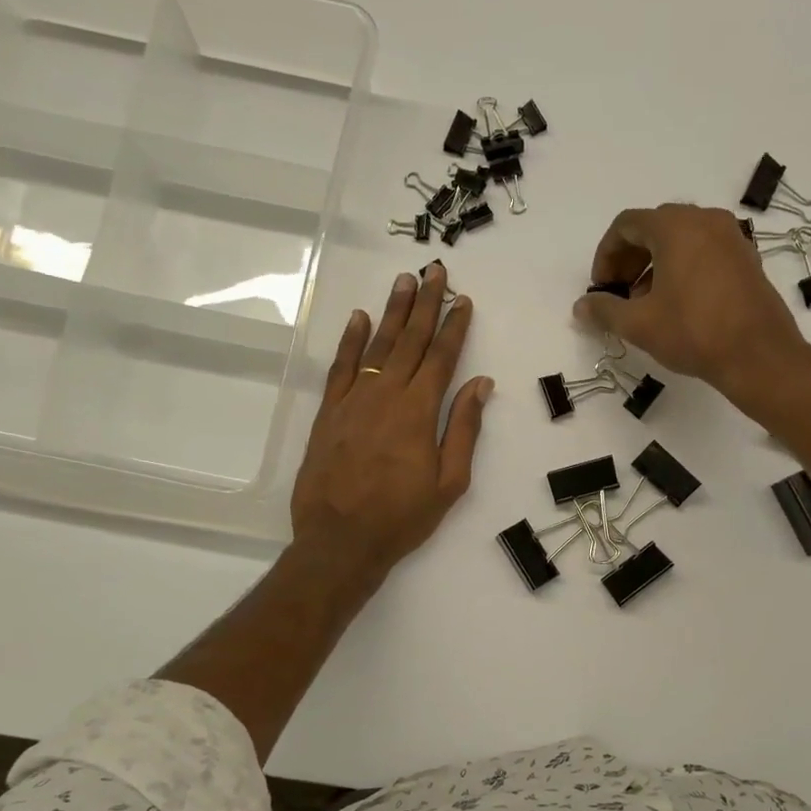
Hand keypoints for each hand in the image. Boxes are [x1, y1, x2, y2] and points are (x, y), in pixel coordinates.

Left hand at [291, 263, 491, 588]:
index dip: (454, 326)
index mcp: (419, 411)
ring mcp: (353, 400)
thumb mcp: (449, 481)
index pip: (442, 357)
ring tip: (404, 281)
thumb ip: (464, 429)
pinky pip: (340, 367)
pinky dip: (350, 340)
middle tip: (434, 270)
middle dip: (425, 304)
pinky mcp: (329, 412)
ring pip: (377, 345)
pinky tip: (359, 319)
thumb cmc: (402, 517)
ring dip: (392, 311)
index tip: (463, 299)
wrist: (340, 540)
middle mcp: (386, 394)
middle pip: (410, 341)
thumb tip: (481, 383)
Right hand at [573, 204, 810, 405]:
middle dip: (629, 259)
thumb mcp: (639, 324)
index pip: (626, 224)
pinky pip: (704, 251)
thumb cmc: (694, 333)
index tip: (601, 288)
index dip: (605, 255)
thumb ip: (604, 311)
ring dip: (654, 265)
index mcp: (675, 227)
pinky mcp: (746, 258)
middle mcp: (705, 220)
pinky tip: (677, 305)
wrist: (759, 355)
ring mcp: (730, 237)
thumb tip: (580, 306)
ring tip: (645, 304)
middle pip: (654, 227)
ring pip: (680, 239)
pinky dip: (682, 268)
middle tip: (619, 294)